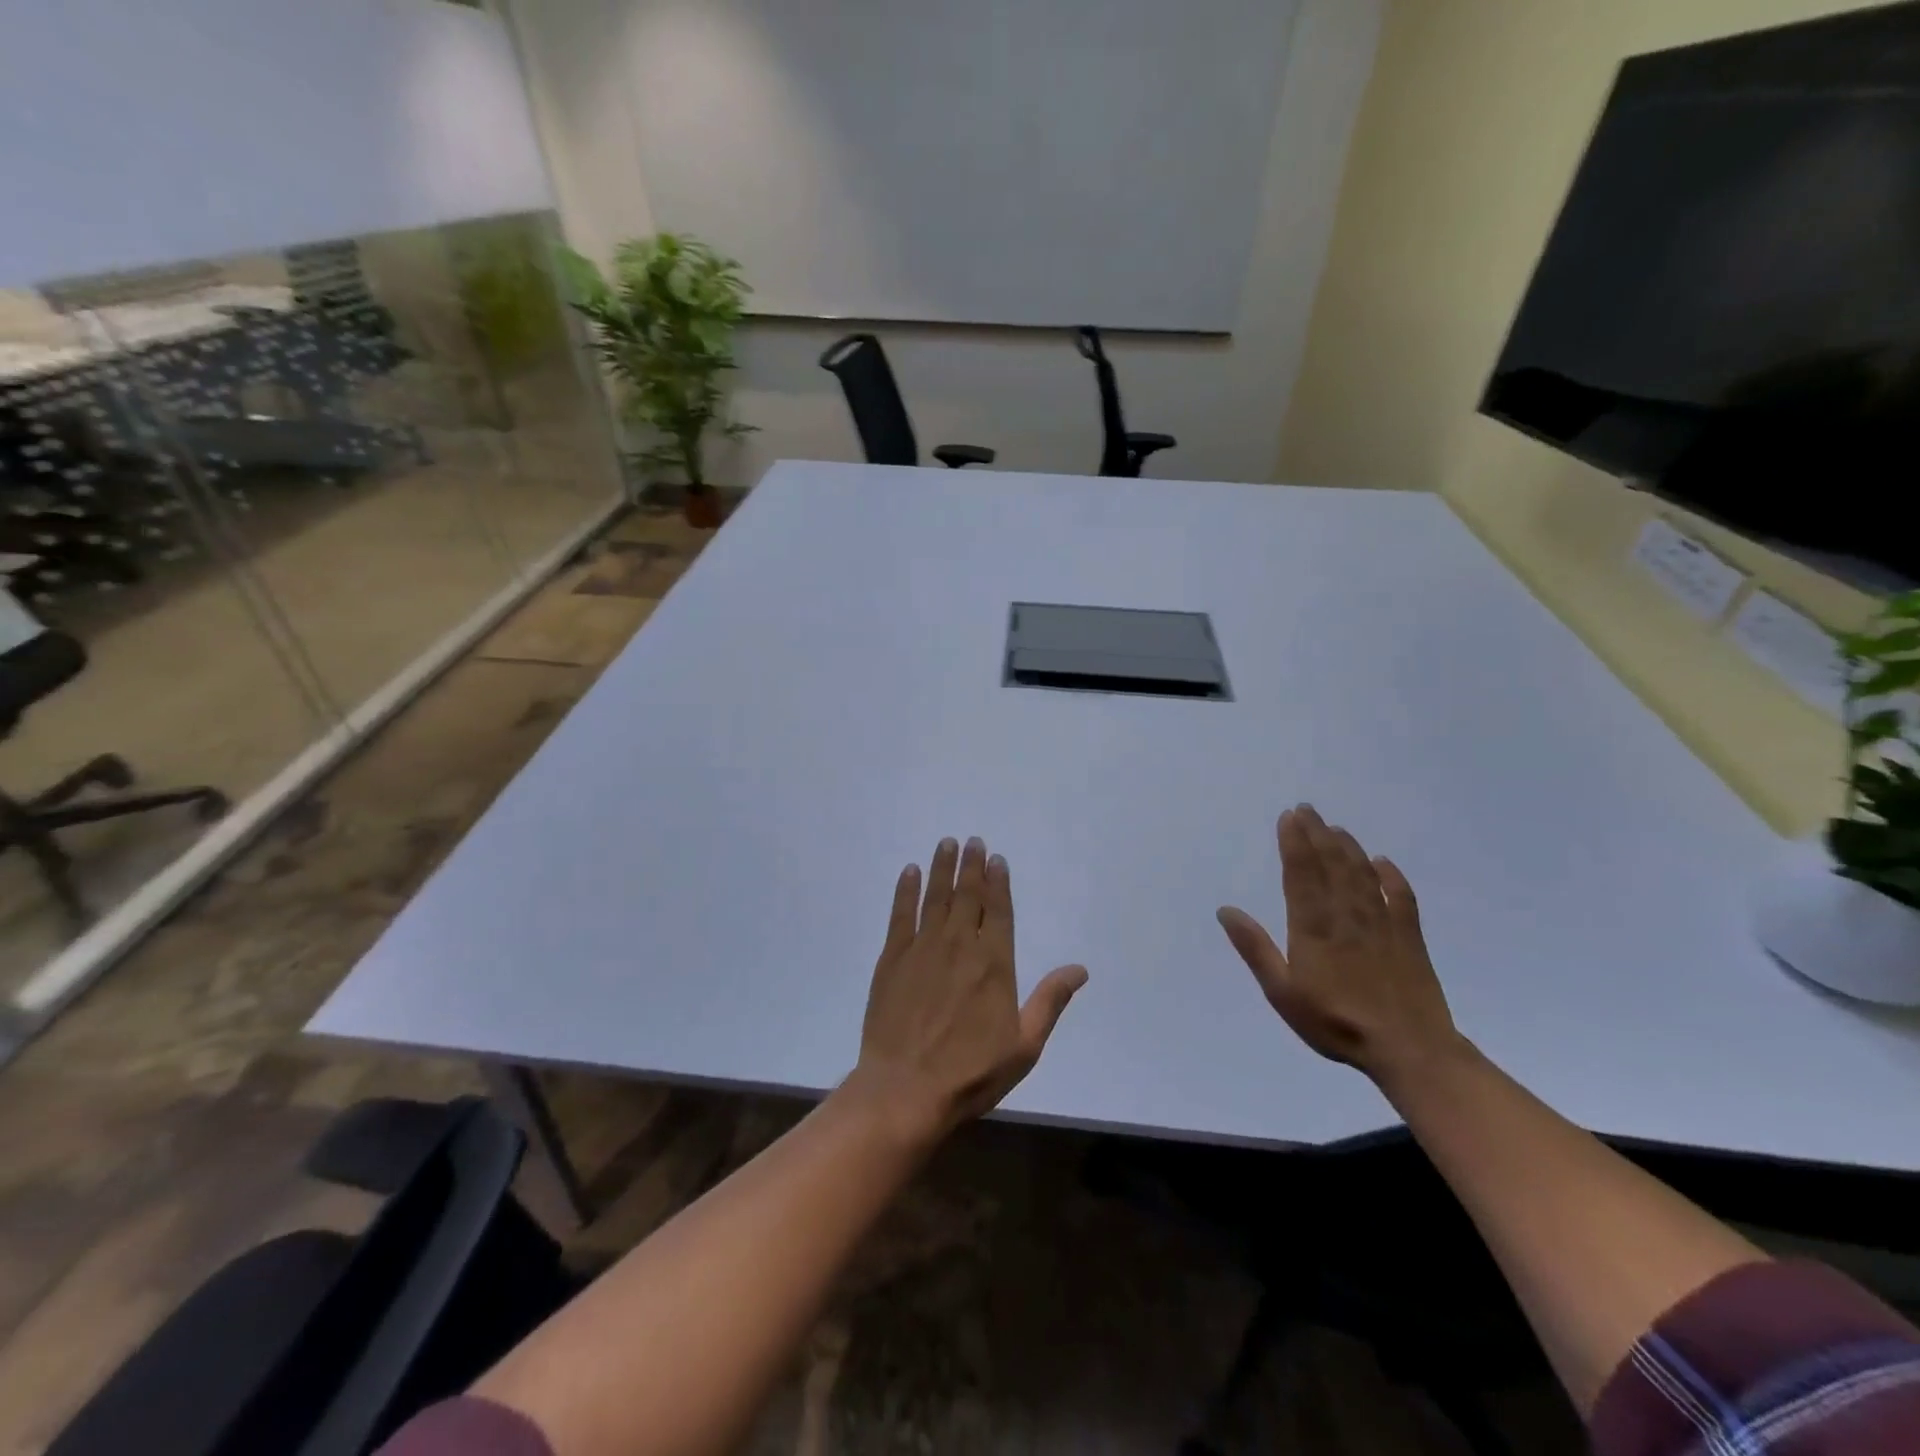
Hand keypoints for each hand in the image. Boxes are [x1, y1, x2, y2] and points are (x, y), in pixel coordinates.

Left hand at [851, 837, 1087, 1141]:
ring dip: (941, 868)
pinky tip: (909, 873)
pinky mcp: (893, 959)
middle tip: (972, 841)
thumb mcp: (1024, 1045)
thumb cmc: (971, 1072)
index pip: (998, 911)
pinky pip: (901, 915)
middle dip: (971, 866)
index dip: (998, 882)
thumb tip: (1080, 969)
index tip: (997, 859)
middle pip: (967, 896)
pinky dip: (905, 891)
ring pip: (935, 897)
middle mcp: (959, 946)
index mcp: (994, 963)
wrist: (905, 1090)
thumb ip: (1050, 1001)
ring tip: (946, 844)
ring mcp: (923, 949)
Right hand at [1216, 805, 1459, 1084]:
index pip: (1301, 874)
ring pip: (1362, 874)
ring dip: (1348, 848)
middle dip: (1317, 834)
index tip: (1289, 817)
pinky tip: (1383, 862)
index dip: (1294, 842)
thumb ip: (1255, 949)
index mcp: (1313, 927)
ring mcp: (1381, 924)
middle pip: (1331, 865)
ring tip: (1336, 828)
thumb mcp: (1282, 992)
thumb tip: (1226, 910)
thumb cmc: (1336, 1022)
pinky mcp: (1409, 938)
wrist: (1409, 1050)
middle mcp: (1346, 916)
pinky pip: (1401, 897)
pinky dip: (1391, 876)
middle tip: (1308, 809)